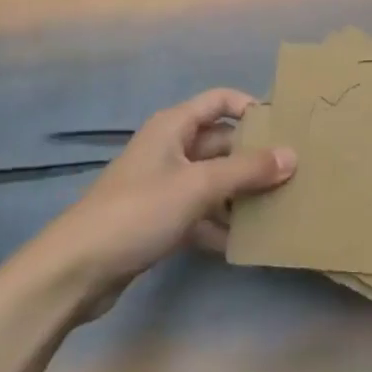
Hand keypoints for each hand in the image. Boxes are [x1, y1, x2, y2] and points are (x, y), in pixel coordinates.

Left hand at [22, 88, 294, 321]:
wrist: (75, 271)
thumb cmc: (138, 211)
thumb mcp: (198, 186)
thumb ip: (247, 170)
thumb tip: (293, 156)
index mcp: (174, 126)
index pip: (221, 100)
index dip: (252, 107)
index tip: (286, 127)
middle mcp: (172, 149)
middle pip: (222, 143)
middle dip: (255, 158)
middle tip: (295, 173)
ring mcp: (166, 186)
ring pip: (215, 181)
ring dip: (242, 194)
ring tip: (280, 207)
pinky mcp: (161, 220)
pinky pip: (202, 213)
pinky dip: (222, 224)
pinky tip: (248, 242)